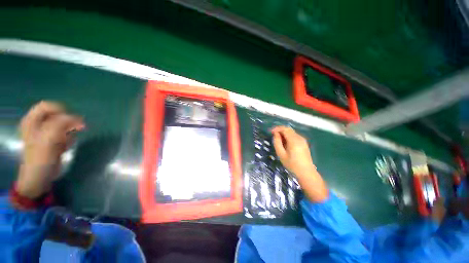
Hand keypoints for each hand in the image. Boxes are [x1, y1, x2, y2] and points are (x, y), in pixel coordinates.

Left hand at [16, 101, 84, 198]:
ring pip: (63, 125)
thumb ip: (61, 123)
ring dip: (68, 132)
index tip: (71, 120)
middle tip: (74, 131)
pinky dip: (68, 139)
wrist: (40, 176)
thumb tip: (77, 118)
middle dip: (67, 123)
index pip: (47, 106)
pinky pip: (64, 134)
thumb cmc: (41, 157)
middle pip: (57, 115)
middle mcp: (37, 124)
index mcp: (32, 121)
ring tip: (66, 142)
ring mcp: (45, 133)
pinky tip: (65, 147)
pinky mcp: (52, 140)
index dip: (61, 110)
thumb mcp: (49, 138)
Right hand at [272, 126, 327, 201]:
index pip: (285, 129)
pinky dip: (288, 137)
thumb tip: (275, 134)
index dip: (277, 128)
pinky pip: (294, 136)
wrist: (306, 172)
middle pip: (288, 129)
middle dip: (280, 130)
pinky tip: (285, 143)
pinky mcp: (304, 143)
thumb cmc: (292, 164)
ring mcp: (303, 140)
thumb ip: (277, 142)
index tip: (270, 132)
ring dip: (284, 134)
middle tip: (273, 135)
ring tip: (278, 140)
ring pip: (291, 132)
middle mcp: (299, 138)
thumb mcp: (281, 154)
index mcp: (294, 140)